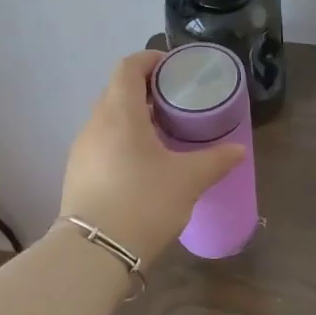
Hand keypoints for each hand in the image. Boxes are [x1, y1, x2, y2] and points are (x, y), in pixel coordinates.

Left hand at [60, 51, 244, 258]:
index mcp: (120, 113)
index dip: (150, 60)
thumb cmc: (144, 202)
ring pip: (108, 119)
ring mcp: (81, 150)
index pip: (128, 68)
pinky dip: (122, 139)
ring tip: (163, 132)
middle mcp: (95, 124)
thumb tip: (238, 150)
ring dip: (134, 117)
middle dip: (146, 90)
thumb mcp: (188, 180)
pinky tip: (143, 163)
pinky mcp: (77, 174)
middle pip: (117, 91)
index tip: (173, 67)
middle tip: (176, 100)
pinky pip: (102, 142)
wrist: (93, 254)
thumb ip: (215, 160)